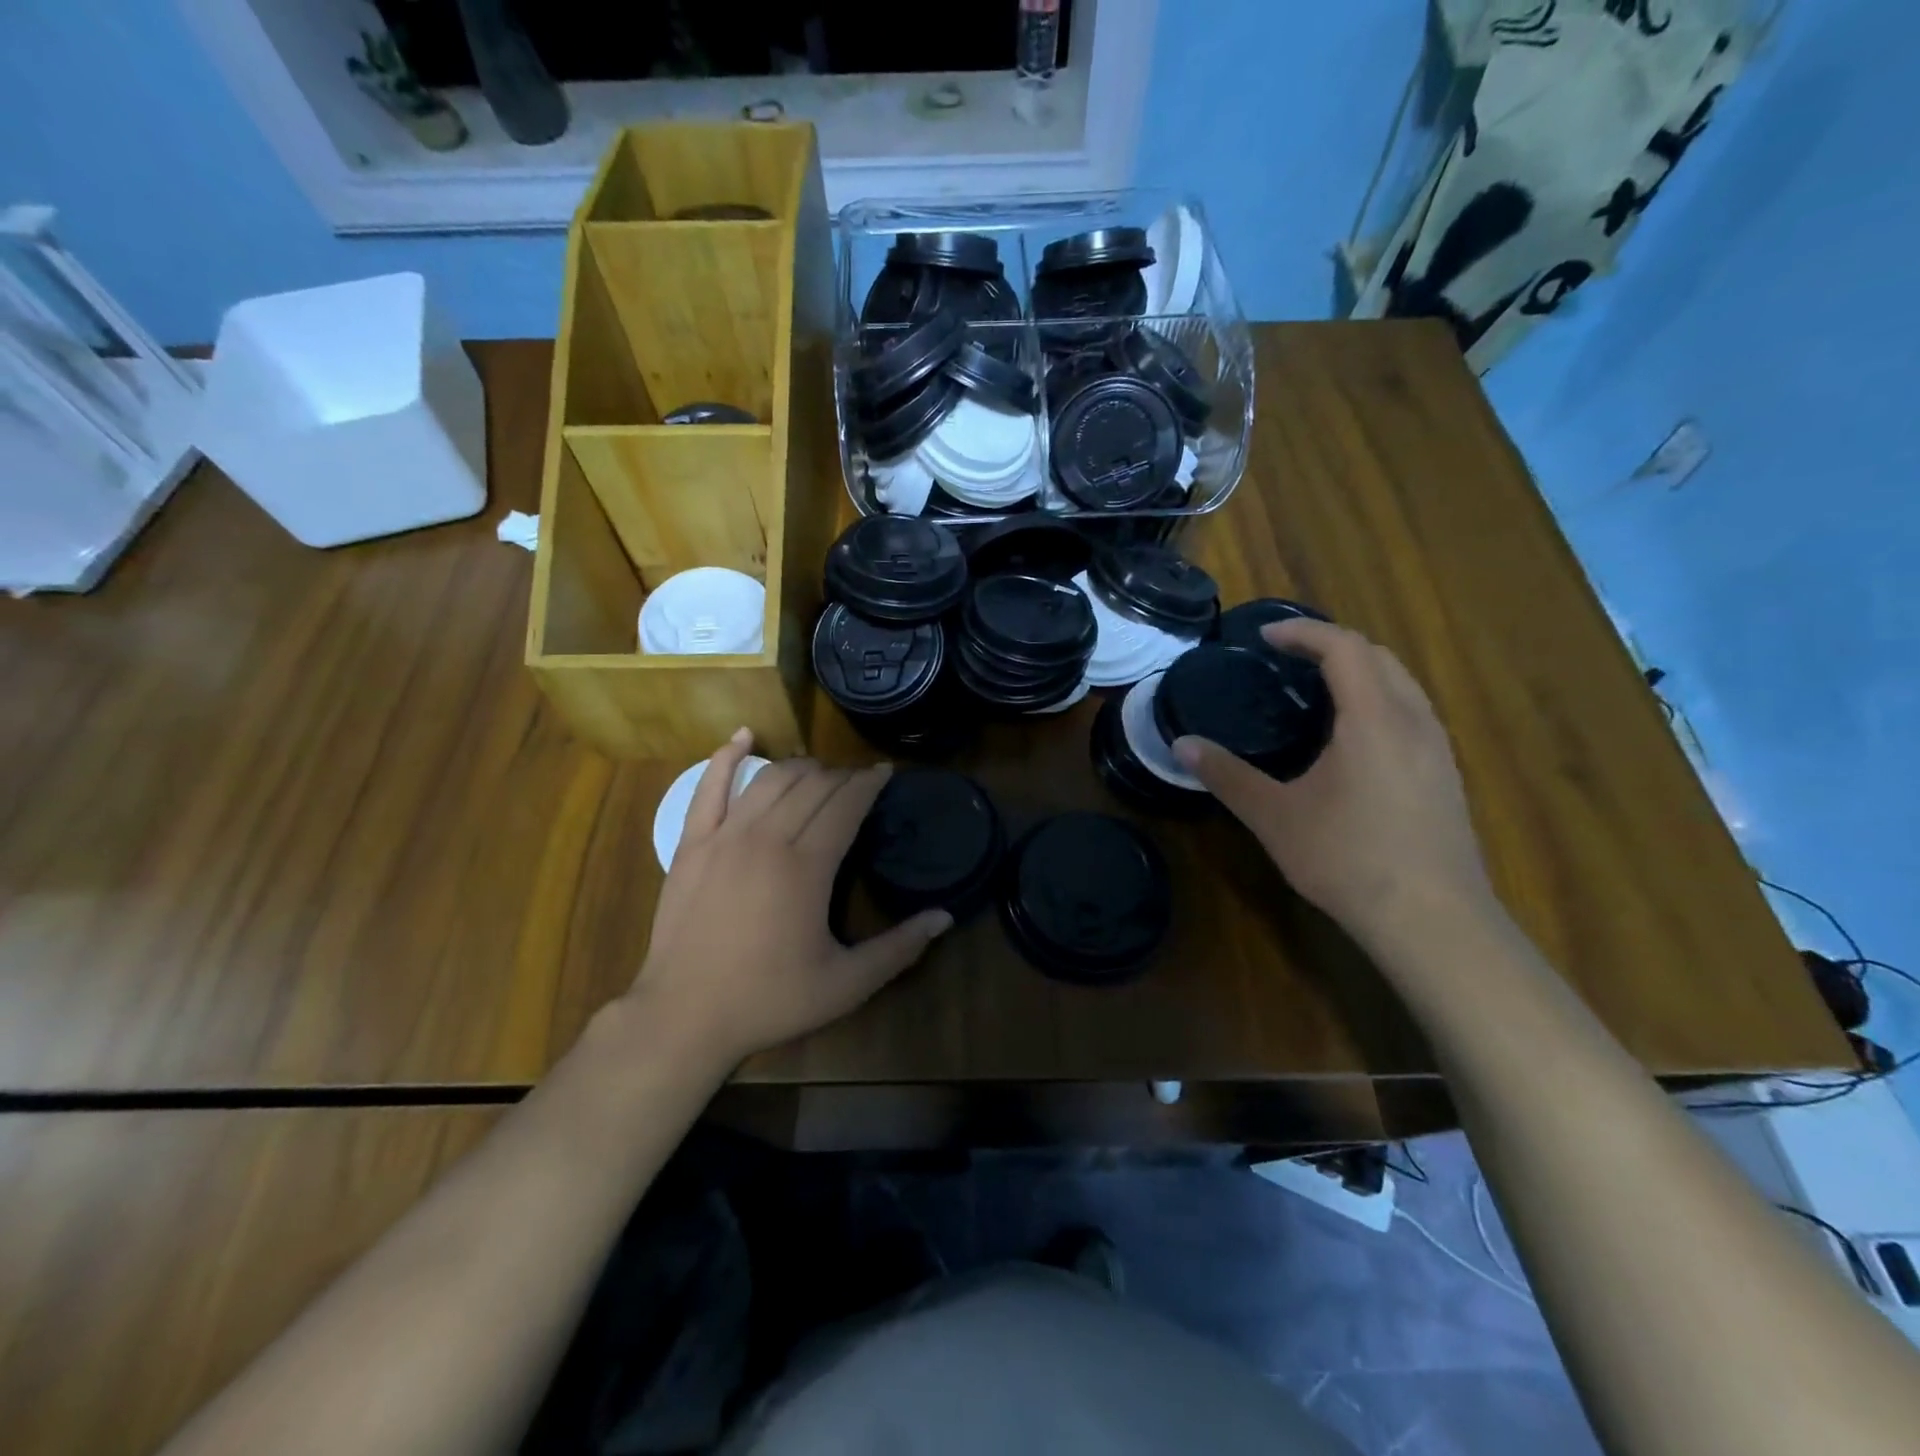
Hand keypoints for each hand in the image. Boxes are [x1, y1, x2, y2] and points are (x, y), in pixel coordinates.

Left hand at [631, 731, 950, 1070]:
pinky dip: (727, 756)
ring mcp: (724, 836)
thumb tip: (945, 916)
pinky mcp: (691, 843)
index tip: (885, 773)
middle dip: (842, 776)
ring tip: (820, 773)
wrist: (683, 1016)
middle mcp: (767, 838)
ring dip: (802, 767)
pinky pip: (708, 786)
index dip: (869, 784)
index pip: (846, 805)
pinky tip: (744, 736)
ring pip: (771, 779)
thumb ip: (899, 949)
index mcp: (807, 867)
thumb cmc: (769, 1000)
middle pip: (813, 786)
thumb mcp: (846, 984)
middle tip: (858, 784)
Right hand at [1173, 620, 1495, 944]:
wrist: (1433, 920)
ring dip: (1360, 671)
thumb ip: (1227, 776)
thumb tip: (1181, 744)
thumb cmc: (1349, 859)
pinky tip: (1352, 740)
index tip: (1265, 637)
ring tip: (1316, 691)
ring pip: (1402, 684)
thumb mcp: (1274, 817)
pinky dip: (1378, 701)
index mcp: (1374, 718)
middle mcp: (1414, 721)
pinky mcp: (1445, 776)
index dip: (1303, 632)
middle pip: (1379, 656)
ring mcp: (1438, 749)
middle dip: (1332, 645)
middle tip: (1287, 659)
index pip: (1344, 647)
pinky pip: (1412, 714)